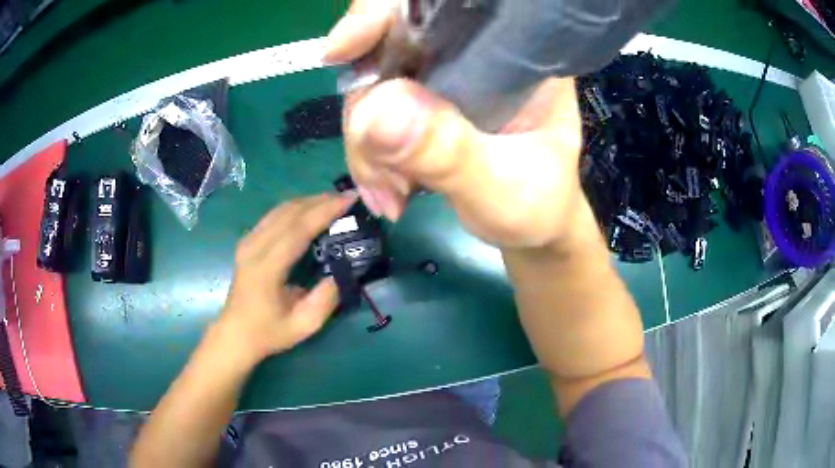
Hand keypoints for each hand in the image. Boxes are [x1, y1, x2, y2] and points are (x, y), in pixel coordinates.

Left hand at [217, 193, 356, 361]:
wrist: (235, 334)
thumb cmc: (268, 333)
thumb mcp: (303, 325)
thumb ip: (326, 299)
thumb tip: (343, 270)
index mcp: (266, 268)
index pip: (298, 229)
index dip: (324, 211)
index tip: (349, 200)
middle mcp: (253, 247)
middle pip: (289, 212)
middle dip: (320, 201)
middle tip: (347, 199)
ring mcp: (248, 242)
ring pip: (280, 209)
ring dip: (308, 202)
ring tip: (332, 202)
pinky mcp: (247, 242)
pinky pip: (273, 215)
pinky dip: (295, 208)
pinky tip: (309, 211)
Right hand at [325, 0, 584, 248]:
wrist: (530, 229)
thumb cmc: (537, 205)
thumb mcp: (503, 187)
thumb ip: (449, 153)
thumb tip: (377, 111)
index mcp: (510, 52)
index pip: (439, 7)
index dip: (382, 14)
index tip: (342, 49)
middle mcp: (470, 53)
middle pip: (387, 48)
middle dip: (367, 110)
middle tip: (380, 173)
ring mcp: (440, 79)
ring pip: (371, 87)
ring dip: (365, 146)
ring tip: (391, 196)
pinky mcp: (420, 107)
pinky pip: (371, 118)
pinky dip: (369, 157)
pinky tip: (388, 193)